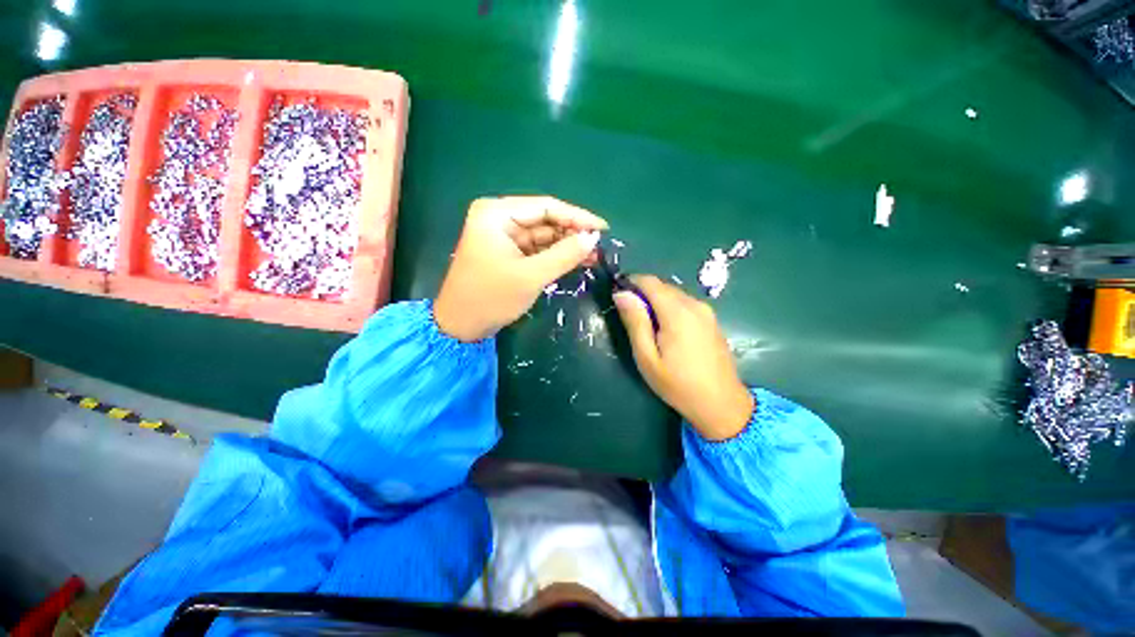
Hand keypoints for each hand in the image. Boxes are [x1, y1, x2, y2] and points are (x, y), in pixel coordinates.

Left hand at [435, 196, 607, 341]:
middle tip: (600, 245)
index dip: (577, 217)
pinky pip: (537, 248)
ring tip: (594, 255)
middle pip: (545, 219)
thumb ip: (564, 255)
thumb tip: (593, 238)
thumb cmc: (491, 298)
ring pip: (543, 235)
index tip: (603, 228)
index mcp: (497, 213)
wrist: (460, 326)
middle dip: (573, 233)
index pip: (545, 206)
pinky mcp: (508, 252)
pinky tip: (577, 260)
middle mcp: (499, 218)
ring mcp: (503, 235)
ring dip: (567, 245)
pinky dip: (556, 255)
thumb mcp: (531, 276)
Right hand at [613, 276, 754, 439]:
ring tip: (648, 329)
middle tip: (631, 320)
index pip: (650, 281)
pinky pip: (685, 304)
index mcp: (677, 312)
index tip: (619, 297)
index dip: (631, 283)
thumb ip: (635, 321)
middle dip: (643, 294)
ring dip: (656, 302)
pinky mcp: (711, 319)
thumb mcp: (647, 357)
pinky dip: (670, 309)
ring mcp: (706, 311)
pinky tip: (667, 333)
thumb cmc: (678, 384)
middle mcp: (694, 305)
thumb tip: (622, 293)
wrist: (721, 404)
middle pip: (662, 286)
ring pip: (673, 294)